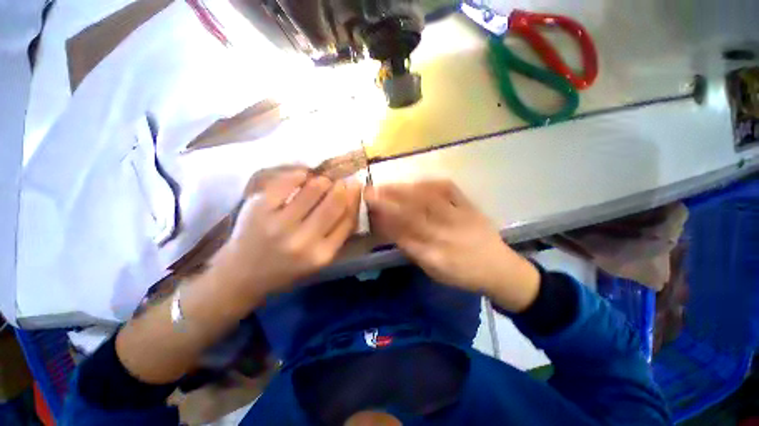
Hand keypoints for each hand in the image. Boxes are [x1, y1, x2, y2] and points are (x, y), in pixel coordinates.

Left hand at [210, 166, 361, 304]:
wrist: (242, 275)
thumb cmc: (287, 268)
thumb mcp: (319, 259)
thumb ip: (339, 234)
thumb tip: (352, 199)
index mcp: (322, 255)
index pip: (349, 219)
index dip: (355, 198)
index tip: (356, 186)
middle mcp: (303, 241)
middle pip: (334, 202)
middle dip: (342, 186)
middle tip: (341, 181)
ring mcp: (279, 224)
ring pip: (314, 188)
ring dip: (323, 181)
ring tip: (322, 182)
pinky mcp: (259, 209)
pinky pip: (287, 182)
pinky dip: (300, 175)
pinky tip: (303, 177)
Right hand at [365, 180, 539, 312]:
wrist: (499, 268)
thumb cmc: (462, 274)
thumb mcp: (434, 271)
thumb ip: (412, 250)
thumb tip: (391, 231)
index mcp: (435, 256)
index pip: (402, 235)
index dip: (383, 220)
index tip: (369, 210)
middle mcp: (445, 235)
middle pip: (411, 214)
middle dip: (387, 201)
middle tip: (370, 192)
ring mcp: (459, 217)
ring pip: (427, 200)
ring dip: (404, 190)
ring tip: (386, 185)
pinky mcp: (470, 206)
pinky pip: (449, 190)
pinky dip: (430, 183)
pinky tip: (416, 182)